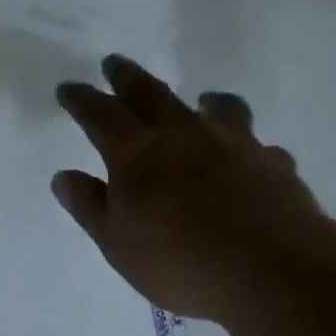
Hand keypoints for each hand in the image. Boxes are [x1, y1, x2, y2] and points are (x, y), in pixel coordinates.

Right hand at [53, 56, 335, 323]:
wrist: (271, 271)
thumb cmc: (180, 262)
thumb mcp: (117, 244)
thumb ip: (90, 207)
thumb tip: (64, 177)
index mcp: (137, 153)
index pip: (100, 114)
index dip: (81, 99)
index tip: (68, 88)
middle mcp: (184, 134)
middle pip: (150, 93)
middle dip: (127, 77)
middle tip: (114, 63)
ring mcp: (234, 142)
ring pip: (216, 106)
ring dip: (201, 99)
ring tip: (201, 99)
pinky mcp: (272, 162)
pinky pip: (256, 144)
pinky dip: (245, 146)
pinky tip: (248, 159)